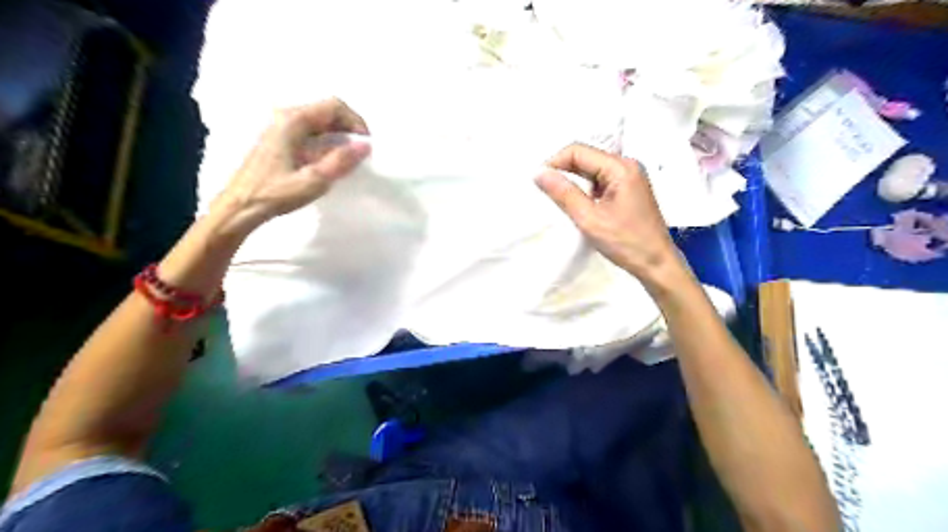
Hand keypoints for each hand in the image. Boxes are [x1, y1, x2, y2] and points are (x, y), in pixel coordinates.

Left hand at [212, 97, 371, 233]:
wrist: (240, 207)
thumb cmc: (275, 193)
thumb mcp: (314, 180)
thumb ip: (340, 161)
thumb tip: (365, 145)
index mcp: (293, 121)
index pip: (334, 106)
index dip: (355, 122)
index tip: (365, 144)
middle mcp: (286, 117)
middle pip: (327, 111)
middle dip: (348, 128)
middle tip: (360, 152)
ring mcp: (280, 127)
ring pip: (320, 121)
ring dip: (339, 135)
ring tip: (349, 158)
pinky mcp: (279, 139)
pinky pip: (311, 131)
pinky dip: (327, 141)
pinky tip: (331, 160)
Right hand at [536, 143, 684, 286]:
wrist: (657, 264)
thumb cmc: (626, 243)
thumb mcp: (589, 219)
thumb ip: (563, 193)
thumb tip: (538, 173)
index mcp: (620, 167)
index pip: (578, 151)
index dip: (554, 163)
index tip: (538, 182)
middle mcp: (626, 165)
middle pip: (585, 157)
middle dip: (562, 171)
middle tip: (545, 192)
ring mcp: (629, 177)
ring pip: (591, 169)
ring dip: (573, 181)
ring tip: (559, 200)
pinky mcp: (629, 189)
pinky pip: (600, 180)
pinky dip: (585, 189)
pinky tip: (578, 204)